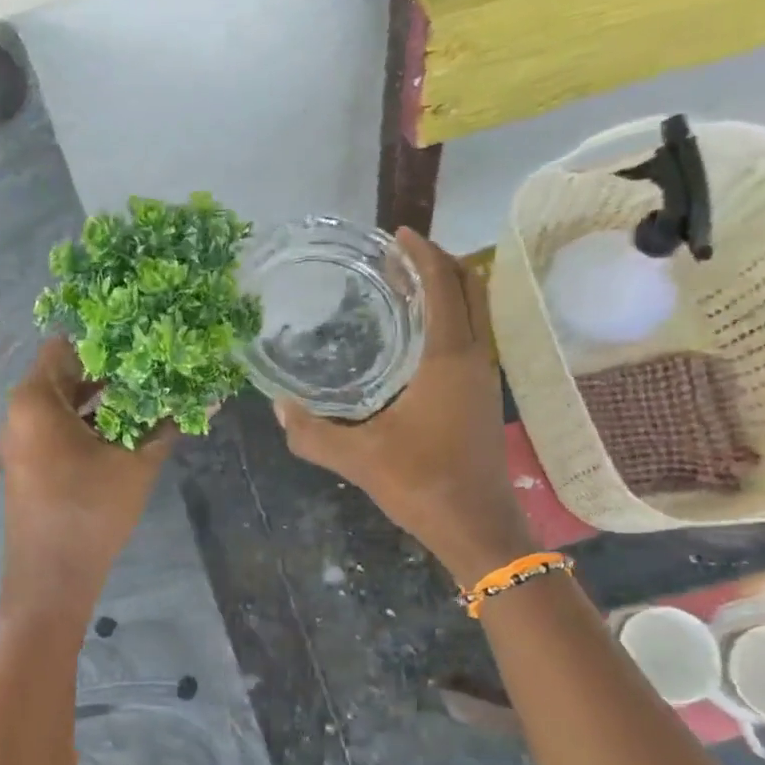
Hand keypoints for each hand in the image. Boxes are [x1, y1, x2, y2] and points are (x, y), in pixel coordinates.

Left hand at [0, 338, 172, 617]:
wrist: (51, 582)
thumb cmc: (90, 511)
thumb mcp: (137, 464)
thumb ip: (168, 425)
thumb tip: (207, 397)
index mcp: (35, 401)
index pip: (67, 347)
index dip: (107, 342)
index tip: (144, 342)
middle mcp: (20, 413)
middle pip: (66, 375)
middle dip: (112, 373)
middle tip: (156, 367)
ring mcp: (22, 441)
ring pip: (65, 405)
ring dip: (104, 401)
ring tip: (151, 397)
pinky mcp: (30, 465)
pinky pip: (60, 430)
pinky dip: (90, 425)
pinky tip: (130, 431)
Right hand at [274, 229, 531, 582]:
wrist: (479, 528)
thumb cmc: (423, 484)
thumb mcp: (359, 459)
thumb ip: (313, 434)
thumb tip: (279, 409)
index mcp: (449, 359)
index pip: (443, 285)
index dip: (422, 254)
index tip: (395, 235)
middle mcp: (474, 358)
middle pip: (469, 288)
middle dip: (437, 262)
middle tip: (396, 256)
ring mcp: (485, 377)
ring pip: (475, 312)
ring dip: (446, 289)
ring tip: (402, 286)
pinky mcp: (483, 396)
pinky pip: (471, 335)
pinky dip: (449, 317)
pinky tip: (415, 336)